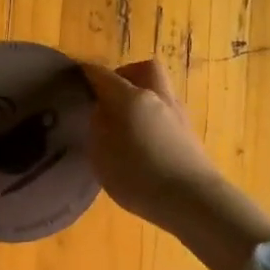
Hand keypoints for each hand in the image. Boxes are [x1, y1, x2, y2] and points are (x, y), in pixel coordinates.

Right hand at [81, 59, 269, 269]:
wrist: (192, 199)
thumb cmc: (138, 176)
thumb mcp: (102, 155)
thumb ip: (98, 127)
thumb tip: (101, 110)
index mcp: (130, 98)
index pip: (103, 75)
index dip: (88, 73)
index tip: (77, 77)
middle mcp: (156, 97)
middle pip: (143, 69)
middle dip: (126, 75)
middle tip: (110, 96)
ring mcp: (177, 114)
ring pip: (159, 90)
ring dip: (143, 97)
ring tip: (126, 123)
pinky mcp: (189, 133)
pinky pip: (166, 112)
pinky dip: (153, 117)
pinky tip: (144, 141)